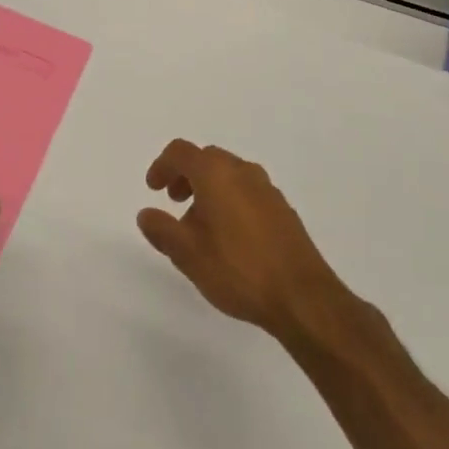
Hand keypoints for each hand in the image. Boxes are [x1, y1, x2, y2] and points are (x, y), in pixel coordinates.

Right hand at [137, 139, 349, 345]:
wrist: (303, 297)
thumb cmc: (238, 269)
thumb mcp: (188, 254)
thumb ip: (162, 230)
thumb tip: (146, 214)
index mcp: (216, 173)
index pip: (181, 152)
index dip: (162, 166)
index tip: (153, 189)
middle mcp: (242, 171)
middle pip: (207, 159)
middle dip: (186, 175)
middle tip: (175, 202)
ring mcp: (267, 189)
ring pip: (229, 175)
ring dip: (209, 189)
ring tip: (201, 226)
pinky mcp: (283, 210)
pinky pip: (248, 192)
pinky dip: (231, 200)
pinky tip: (230, 237)